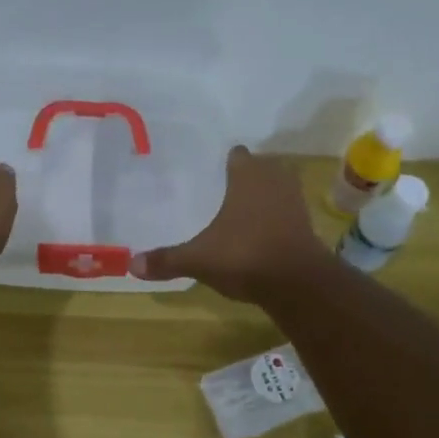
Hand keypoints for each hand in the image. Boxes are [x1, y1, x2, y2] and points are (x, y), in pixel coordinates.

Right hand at [130, 146, 330, 302]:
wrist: (297, 282)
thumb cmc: (244, 255)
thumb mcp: (199, 259)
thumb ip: (167, 260)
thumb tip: (131, 265)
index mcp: (247, 176)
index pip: (238, 155)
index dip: (227, 161)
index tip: (213, 170)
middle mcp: (274, 180)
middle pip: (262, 168)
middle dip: (247, 177)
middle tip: (224, 190)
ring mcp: (295, 202)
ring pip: (278, 189)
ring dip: (265, 197)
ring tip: (242, 211)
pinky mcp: (307, 226)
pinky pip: (288, 213)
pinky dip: (277, 219)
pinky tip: (261, 234)